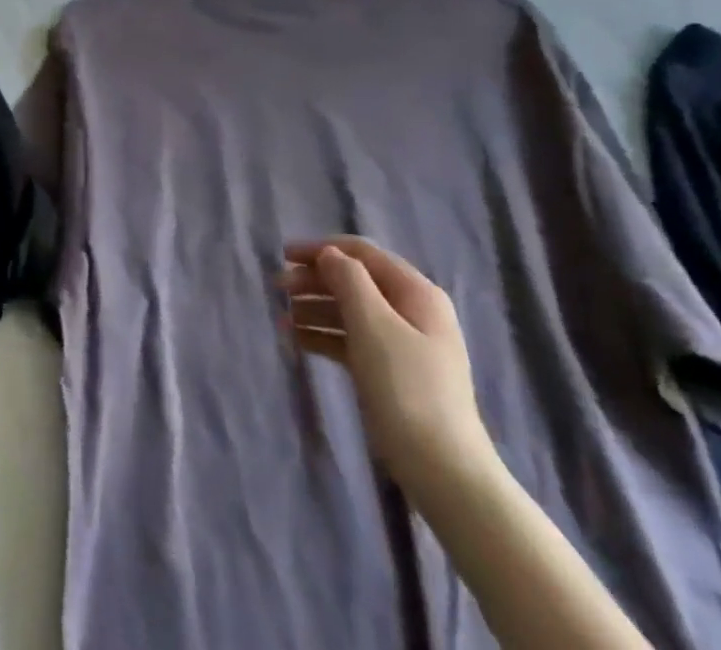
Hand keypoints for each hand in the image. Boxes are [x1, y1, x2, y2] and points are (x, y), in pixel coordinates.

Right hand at [279, 237, 495, 500]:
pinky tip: (297, 340)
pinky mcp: (392, 372)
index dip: (321, 248)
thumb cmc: (406, 387)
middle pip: (355, 281)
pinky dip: (324, 335)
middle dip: (314, 280)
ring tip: (281, 318)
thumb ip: (348, 279)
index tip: (283, 255)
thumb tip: (329, 255)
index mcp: (416, 293)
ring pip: (350, 311)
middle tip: (277, 288)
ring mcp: (403, 344)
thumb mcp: (373, 324)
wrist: (443, 470)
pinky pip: (352, 340)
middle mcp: (412, 311)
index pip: (363, 253)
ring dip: (314, 308)